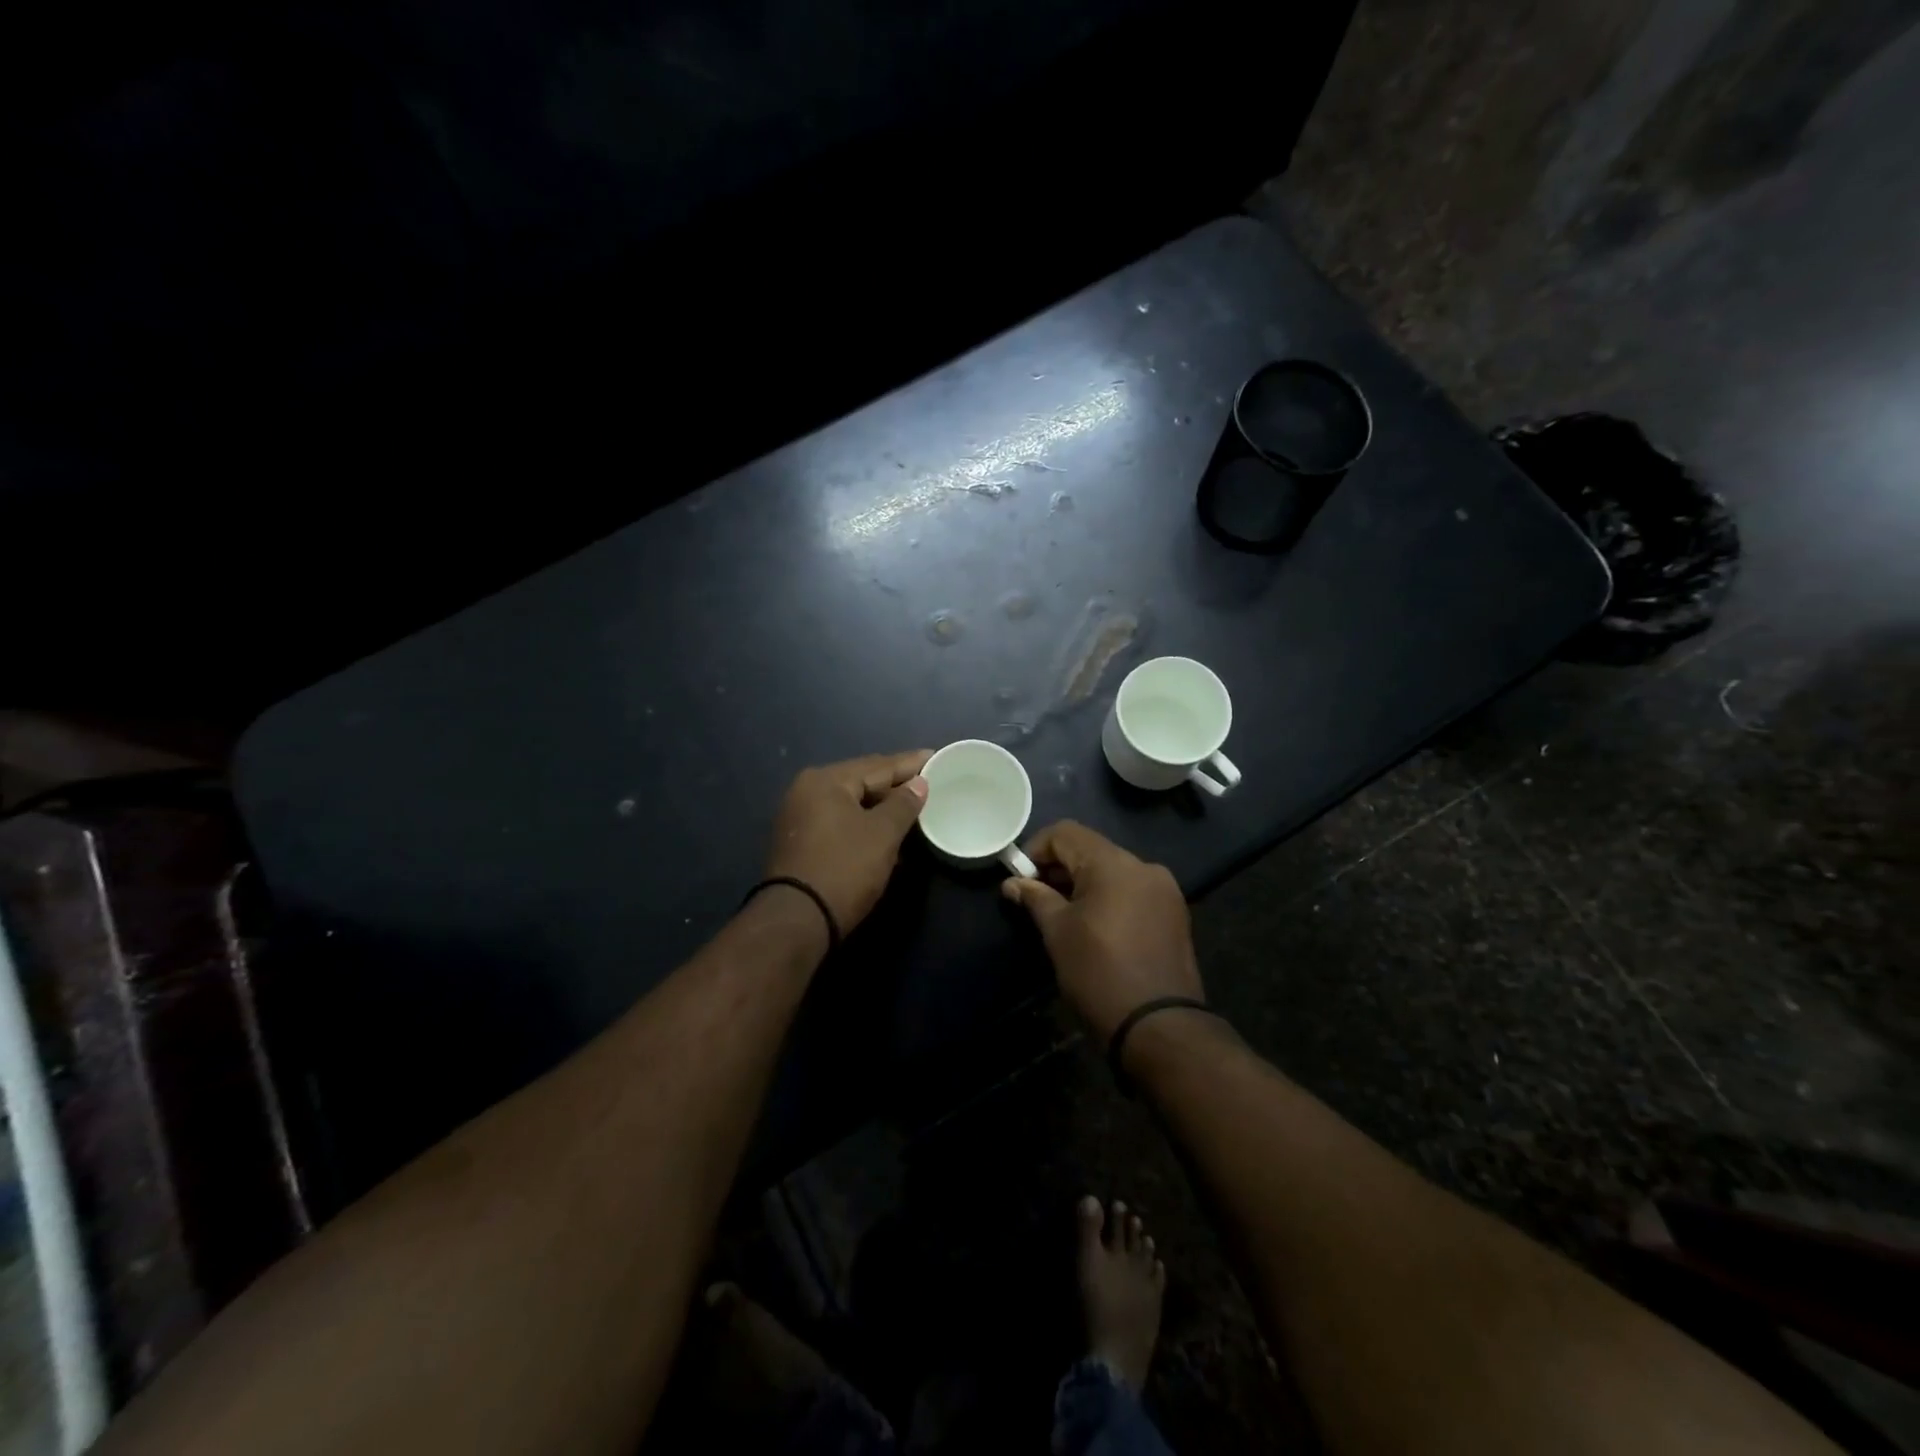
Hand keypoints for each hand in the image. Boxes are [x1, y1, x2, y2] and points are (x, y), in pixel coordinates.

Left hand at [764, 751, 931, 934]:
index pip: (878, 765)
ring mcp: (801, 817)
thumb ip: (904, 804)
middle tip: (928, 781)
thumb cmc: (844, 868)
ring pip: (852, 804)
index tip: (935, 757)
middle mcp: (808, 791)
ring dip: (882, 807)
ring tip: (914, 807)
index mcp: (826, 781)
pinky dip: (865, 824)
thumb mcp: (882, 834)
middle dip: (896, 784)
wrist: (798, 920)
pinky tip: (889, 832)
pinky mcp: (802, 842)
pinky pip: (842, 822)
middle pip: (862, 781)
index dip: (910, 763)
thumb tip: (919, 783)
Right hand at [1000, 821, 1203, 1039]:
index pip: (1066, 833)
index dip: (1036, 849)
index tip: (1020, 879)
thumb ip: (1035, 898)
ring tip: (1063, 914)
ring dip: (1084, 883)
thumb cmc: (1099, 973)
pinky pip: (1132, 890)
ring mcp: (1164, 889)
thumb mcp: (1058, 933)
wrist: (1159, 1026)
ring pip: (1113, 870)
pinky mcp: (1174, 913)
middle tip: (1036, 898)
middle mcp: (1143, 866)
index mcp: (1113, 863)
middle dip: (1059, 867)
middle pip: (1091, 849)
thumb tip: (1012, 883)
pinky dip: (1109, 897)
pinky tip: (1095, 926)